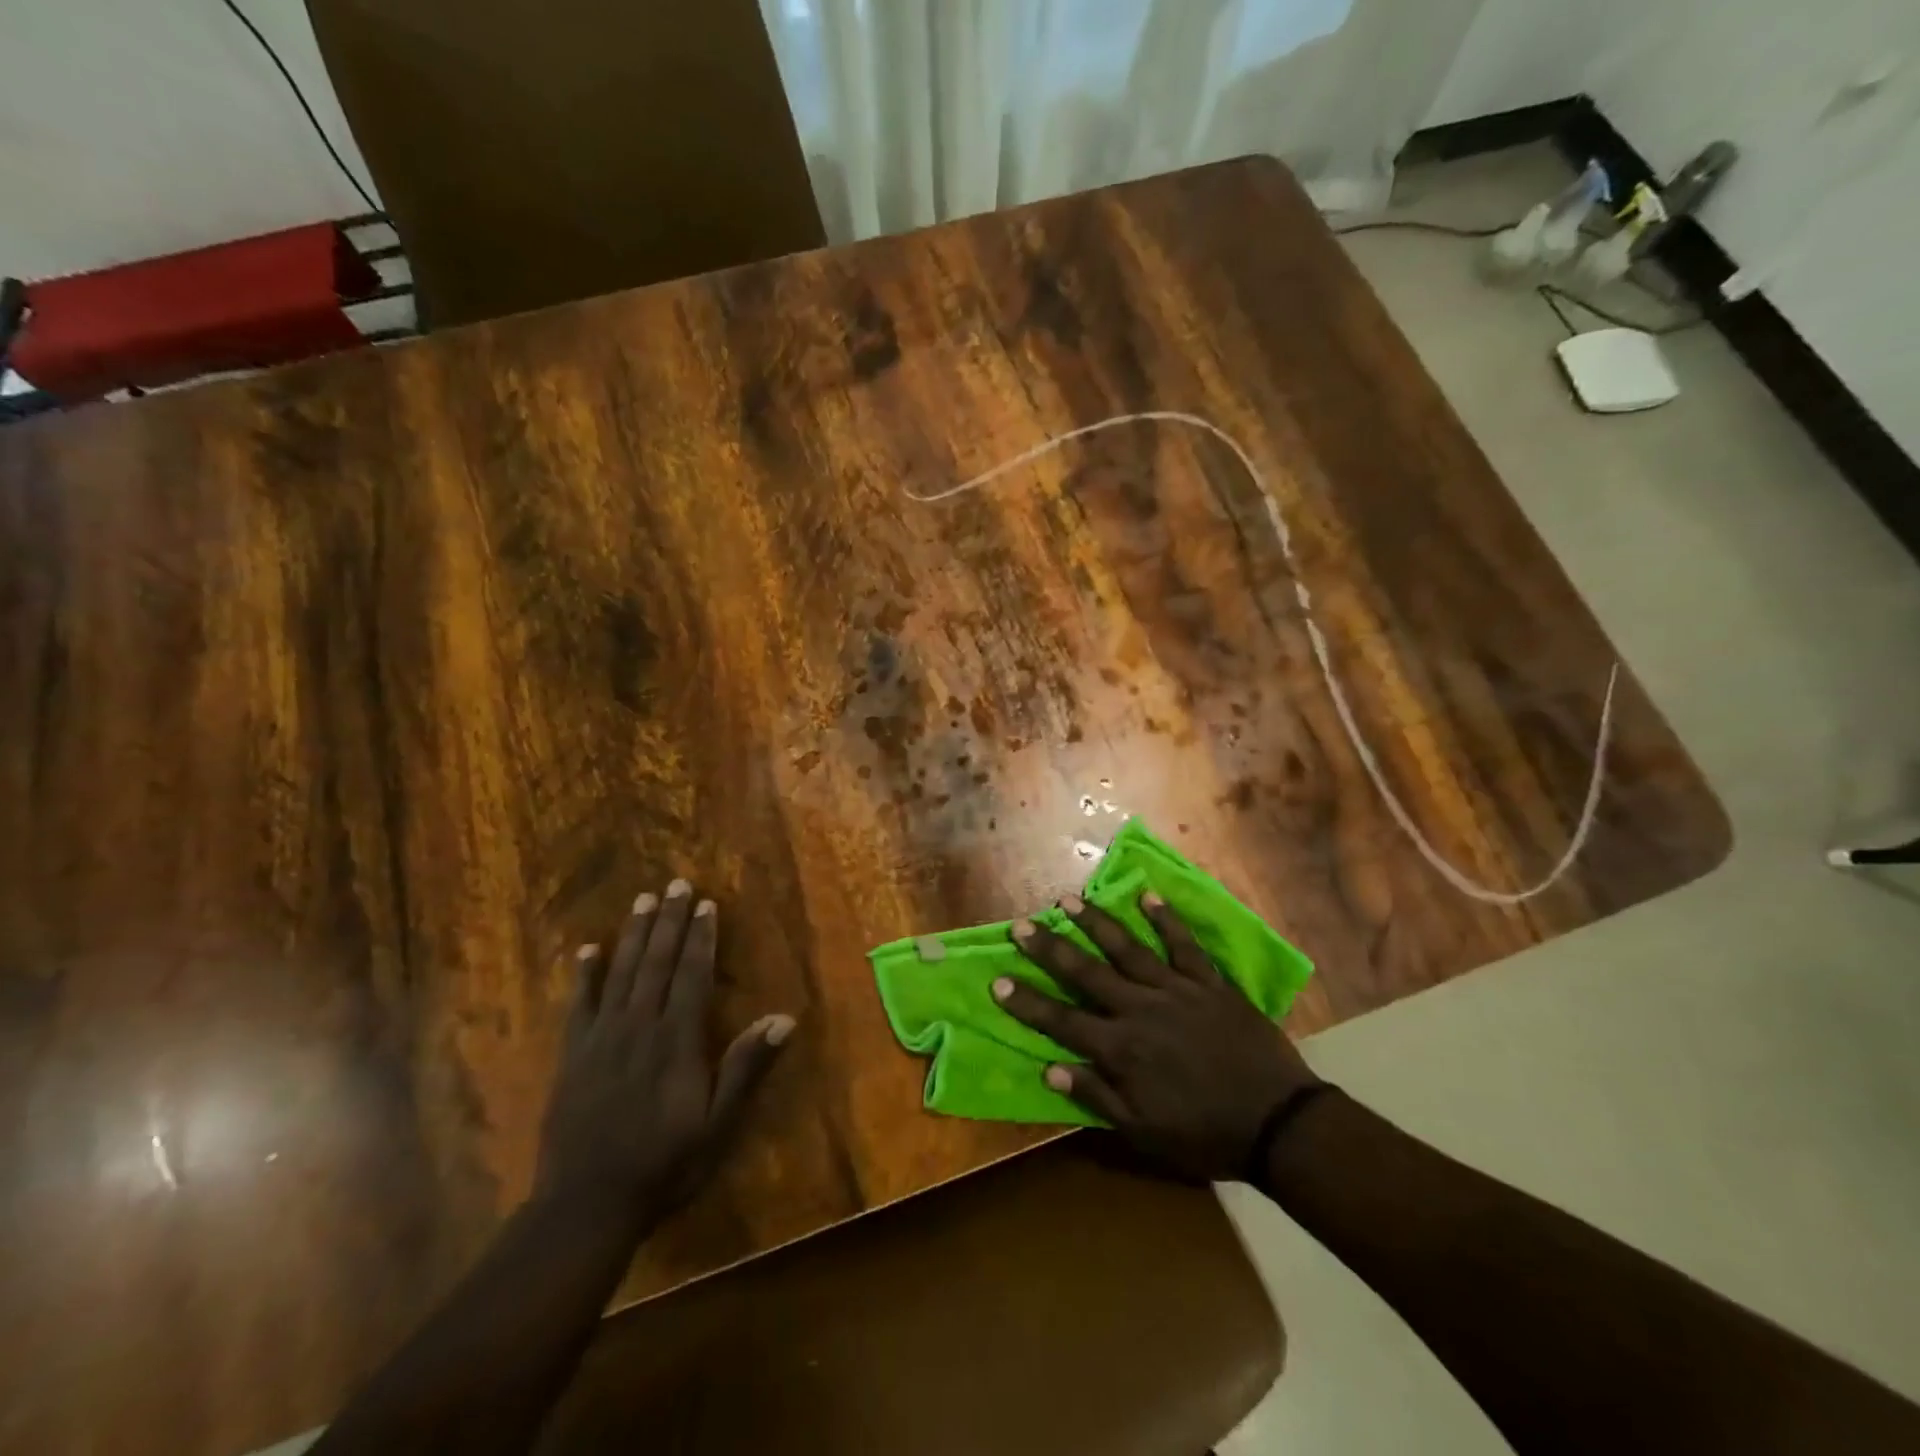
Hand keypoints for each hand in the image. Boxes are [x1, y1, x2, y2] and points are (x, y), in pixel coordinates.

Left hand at [535, 879, 794, 1227]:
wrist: (586, 1205)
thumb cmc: (664, 1163)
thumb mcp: (718, 1124)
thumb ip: (746, 1068)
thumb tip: (784, 1018)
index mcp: (677, 1040)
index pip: (692, 975)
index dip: (701, 937)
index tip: (706, 904)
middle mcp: (639, 1027)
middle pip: (658, 963)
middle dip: (670, 921)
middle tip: (676, 883)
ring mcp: (602, 1039)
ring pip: (622, 973)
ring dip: (634, 934)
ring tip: (643, 900)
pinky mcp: (573, 1056)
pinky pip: (579, 1005)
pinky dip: (585, 975)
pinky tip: (589, 950)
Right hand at [993, 892, 1319, 1180]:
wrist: (1277, 1122)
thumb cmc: (1206, 1133)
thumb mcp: (1144, 1133)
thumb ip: (1097, 1097)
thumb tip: (1049, 1068)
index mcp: (1121, 1049)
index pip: (1062, 1020)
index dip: (1028, 1001)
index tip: (997, 980)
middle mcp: (1140, 1009)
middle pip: (1086, 972)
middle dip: (1050, 948)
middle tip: (1022, 925)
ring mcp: (1176, 990)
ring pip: (1127, 949)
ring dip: (1096, 923)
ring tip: (1068, 900)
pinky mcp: (1209, 982)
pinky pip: (1184, 945)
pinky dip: (1166, 920)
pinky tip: (1147, 896)